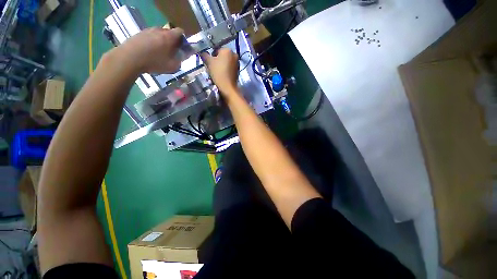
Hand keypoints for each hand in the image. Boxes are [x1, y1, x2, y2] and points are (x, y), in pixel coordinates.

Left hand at [112, 27, 183, 73]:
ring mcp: (148, 30)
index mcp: (169, 36)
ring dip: (162, 41)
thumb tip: (185, 54)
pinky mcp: (139, 33)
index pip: (180, 31)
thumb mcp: (172, 65)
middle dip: (173, 41)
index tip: (182, 48)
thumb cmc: (154, 62)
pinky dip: (153, 42)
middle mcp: (159, 30)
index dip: (183, 39)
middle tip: (171, 52)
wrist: (129, 58)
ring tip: (159, 53)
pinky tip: (150, 51)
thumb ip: (181, 59)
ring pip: (159, 34)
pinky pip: (150, 36)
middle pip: (169, 32)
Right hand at [201, 48, 239, 96]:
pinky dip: (225, 71)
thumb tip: (203, 53)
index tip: (209, 64)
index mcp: (228, 50)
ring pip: (226, 63)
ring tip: (217, 74)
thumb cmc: (218, 72)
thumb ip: (205, 55)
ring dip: (221, 67)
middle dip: (216, 62)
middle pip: (222, 57)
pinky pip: (229, 69)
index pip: (216, 51)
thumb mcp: (209, 62)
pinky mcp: (238, 71)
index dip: (211, 57)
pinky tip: (222, 77)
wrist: (228, 87)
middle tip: (212, 70)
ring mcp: (237, 63)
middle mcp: (234, 55)